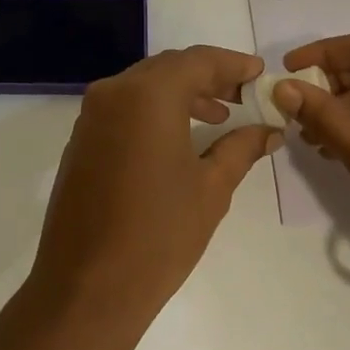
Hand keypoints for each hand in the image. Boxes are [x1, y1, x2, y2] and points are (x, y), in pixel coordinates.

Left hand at [26, 47, 280, 340]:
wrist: (87, 288)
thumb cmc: (159, 234)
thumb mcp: (211, 188)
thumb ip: (241, 148)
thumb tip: (269, 130)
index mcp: (147, 95)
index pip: (198, 61)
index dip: (233, 64)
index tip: (260, 74)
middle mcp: (113, 92)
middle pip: (168, 69)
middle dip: (208, 78)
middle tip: (243, 96)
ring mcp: (90, 116)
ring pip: (143, 86)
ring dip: (181, 94)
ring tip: (218, 117)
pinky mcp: (80, 141)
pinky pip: (123, 108)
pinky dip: (154, 111)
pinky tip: (177, 137)